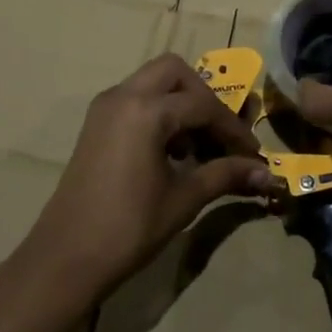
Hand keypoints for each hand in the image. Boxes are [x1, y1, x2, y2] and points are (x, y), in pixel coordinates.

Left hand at [21, 54, 275, 300]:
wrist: (65, 259)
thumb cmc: (128, 228)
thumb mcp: (183, 199)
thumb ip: (225, 175)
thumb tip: (266, 174)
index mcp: (146, 110)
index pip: (203, 106)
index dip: (233, 130)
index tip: (252, 155)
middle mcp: (123, 96)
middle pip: (175, 72)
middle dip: (203, 98)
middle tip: (219, 135)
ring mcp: (105, 108)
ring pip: (153, 82)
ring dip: (180, 103)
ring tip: (196, 147)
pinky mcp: (96, 124)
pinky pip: (135, 99)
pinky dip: (158, 111)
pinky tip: (170, 152)